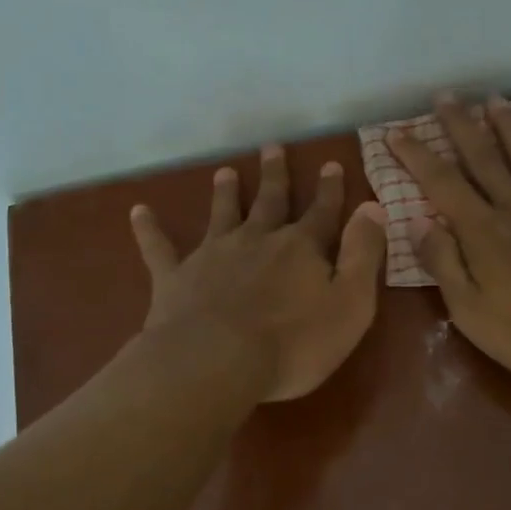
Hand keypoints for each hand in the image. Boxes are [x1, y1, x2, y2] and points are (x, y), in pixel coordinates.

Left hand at [129, 144, 387, 401]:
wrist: (216, 362)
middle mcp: (257, 240)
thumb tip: (373, 207)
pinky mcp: (176, 278)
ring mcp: (213, 255)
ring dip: (225, 192)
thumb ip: (363, 254)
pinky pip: (159, 248)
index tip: (331, 163)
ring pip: (222, 214)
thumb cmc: (294, 343)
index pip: (322, 212)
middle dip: (275, 175)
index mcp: (301, 248)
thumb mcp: (351, 303)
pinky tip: (137, 211)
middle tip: (273, 147)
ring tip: (225, 171)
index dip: (330, 190)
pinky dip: (149, 229)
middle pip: (270, 202)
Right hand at [390, 95, 510, 382]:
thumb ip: (444, 264)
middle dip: (461, 125)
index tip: (396, 132)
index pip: (442, 184)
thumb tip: (419, 223)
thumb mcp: (471, 312)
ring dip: (509, 125)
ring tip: (495, 99)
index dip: (417, 156)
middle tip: (446, 96)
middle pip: (484, 157)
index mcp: (483, 231)